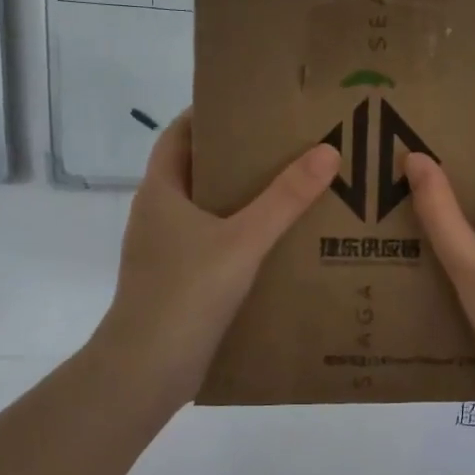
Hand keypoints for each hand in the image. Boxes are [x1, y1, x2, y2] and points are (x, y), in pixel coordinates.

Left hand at [97, 115, 338, 407]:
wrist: (147, 368)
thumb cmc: (186, 292)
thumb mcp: (243, 239)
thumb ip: (285, 198)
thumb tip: (327, 151)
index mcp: (161, 192)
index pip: (179, 135)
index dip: (209, 116)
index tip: (251, 106)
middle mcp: (158, 216)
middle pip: (197, 172)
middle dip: (237, 158)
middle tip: (286, 147)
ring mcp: (165, 252)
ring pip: (206, 212)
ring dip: (241, 201)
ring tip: (290, 191)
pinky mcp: (177, 283)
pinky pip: (212, 245)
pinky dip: (239, 237)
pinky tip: (275, 246)